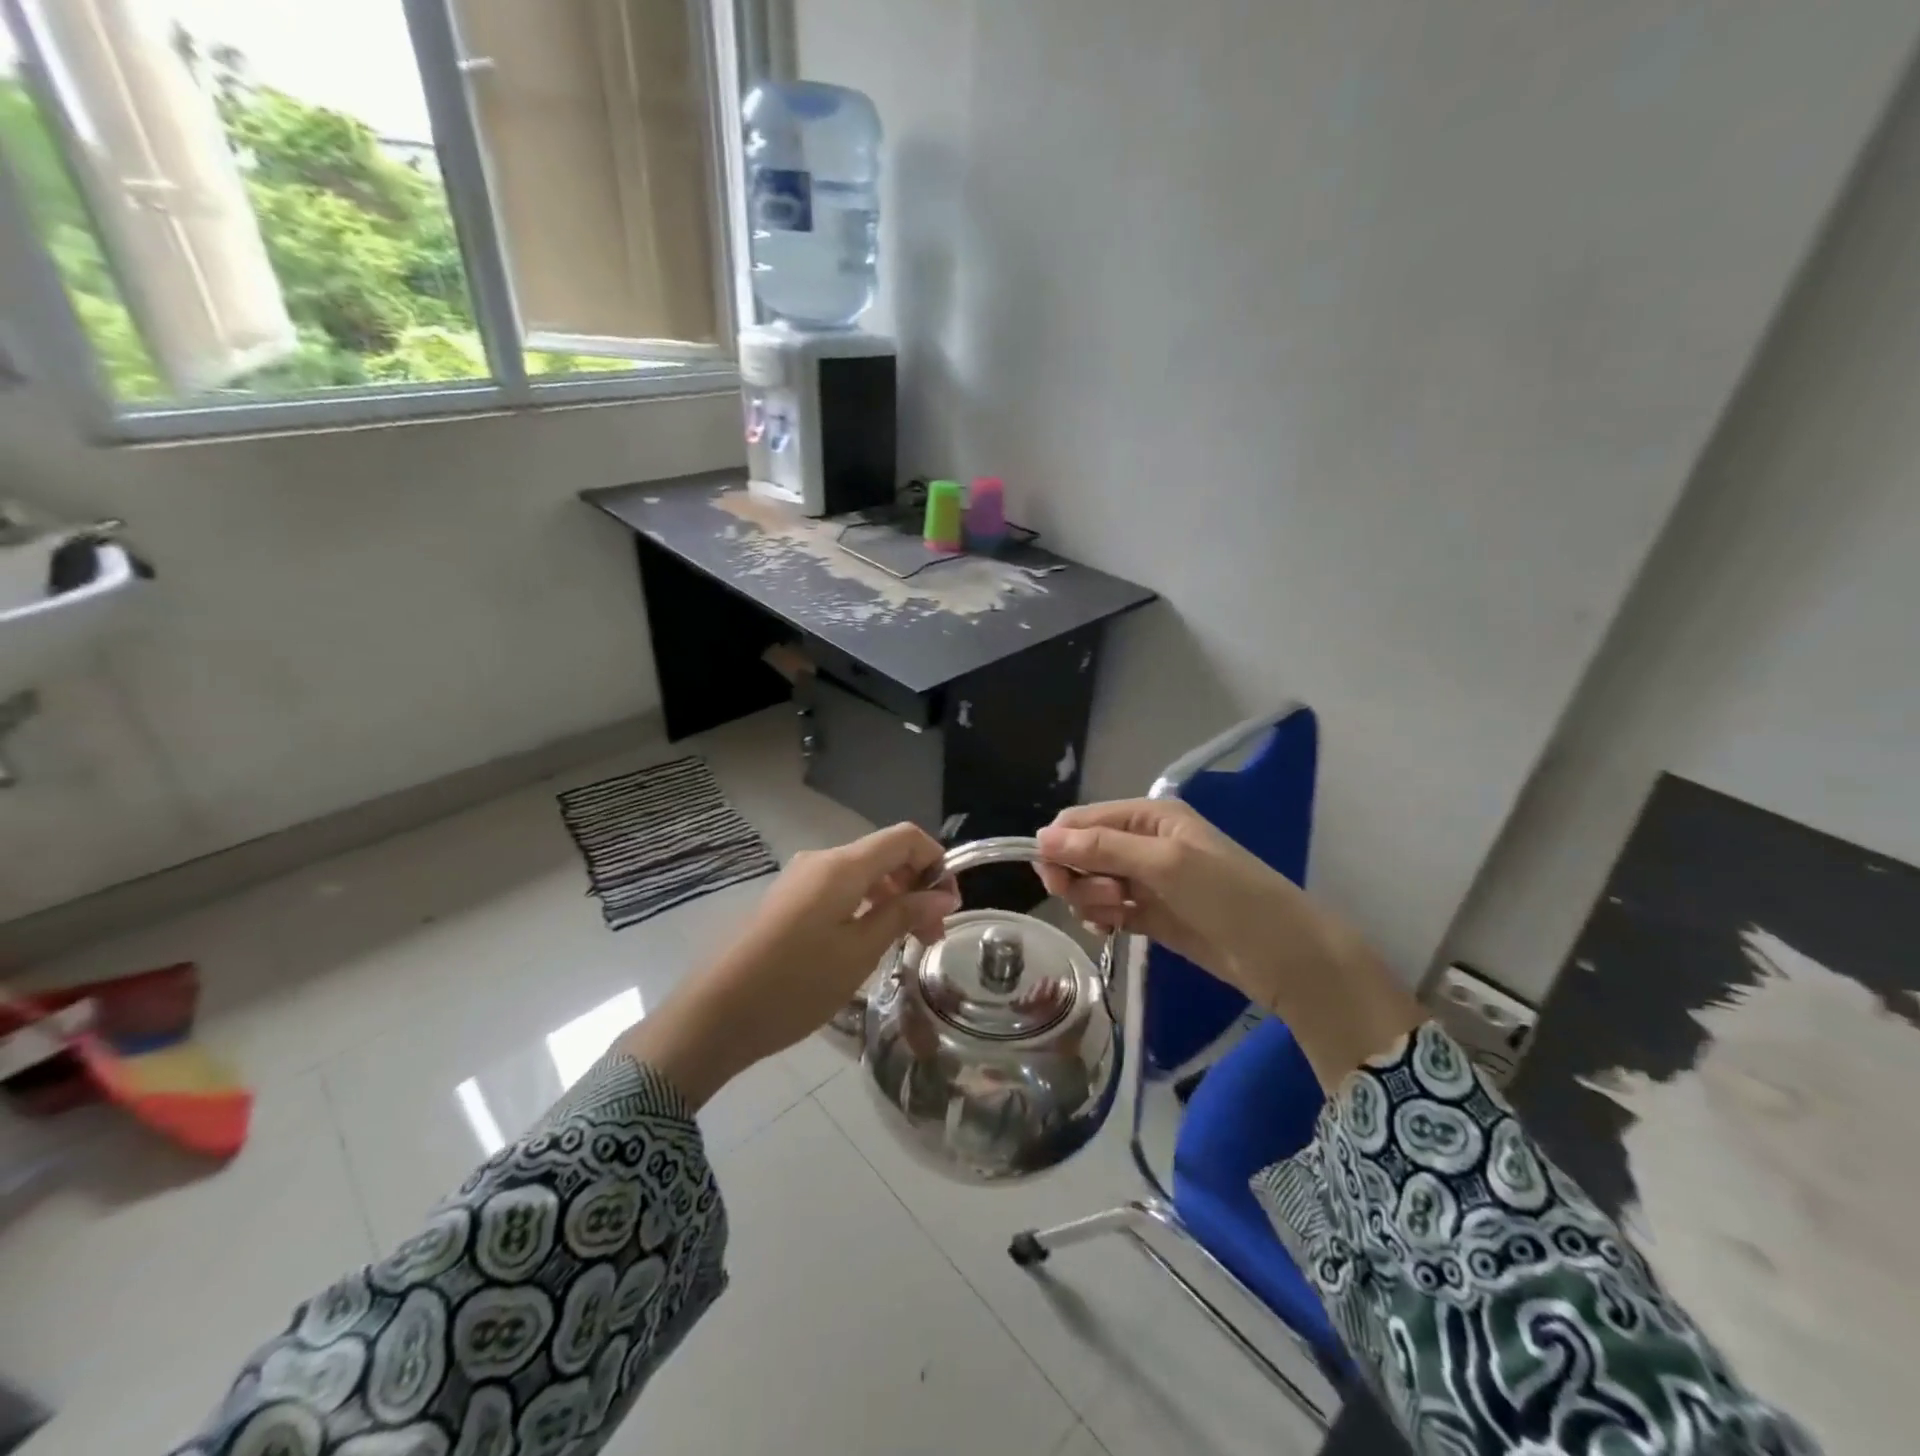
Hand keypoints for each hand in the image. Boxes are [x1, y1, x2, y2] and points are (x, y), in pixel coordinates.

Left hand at [622, 823, 958, 1105]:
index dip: (935, 860)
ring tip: (904, 944)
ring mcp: (800, 880)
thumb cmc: (795, 984)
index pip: (904, 837)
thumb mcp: (859, 952)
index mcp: (842, 865)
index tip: (949, 904)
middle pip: (883, 855)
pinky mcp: (787, 901)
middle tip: (931, 935)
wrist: (714, 1016)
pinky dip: (864, 907)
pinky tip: (867, 944)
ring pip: (861, 875)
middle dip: (916, 885)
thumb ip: (903, 914)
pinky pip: (838, 890)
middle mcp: (821, 860)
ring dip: (891, 899)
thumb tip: (942, 894)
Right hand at [1034, 799, 1423, 1088]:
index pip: (1081, 819)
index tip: (1055, 879)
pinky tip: (1115, 930)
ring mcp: (1146, 880)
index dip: (1060, 845)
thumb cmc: (1228, 896)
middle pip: (1080, 851)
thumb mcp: (1165, 863)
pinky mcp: (1149, 914)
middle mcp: (1142, 841)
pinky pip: (1106, 909)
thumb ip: (1102, 847)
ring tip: (1121, 917)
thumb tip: (1041, 837)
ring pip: (1090, 882)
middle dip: (1079, 875)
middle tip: (1101, 900)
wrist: (1283, 956)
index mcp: (1148, 815)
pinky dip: (1102, 918)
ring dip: (1092, 900)